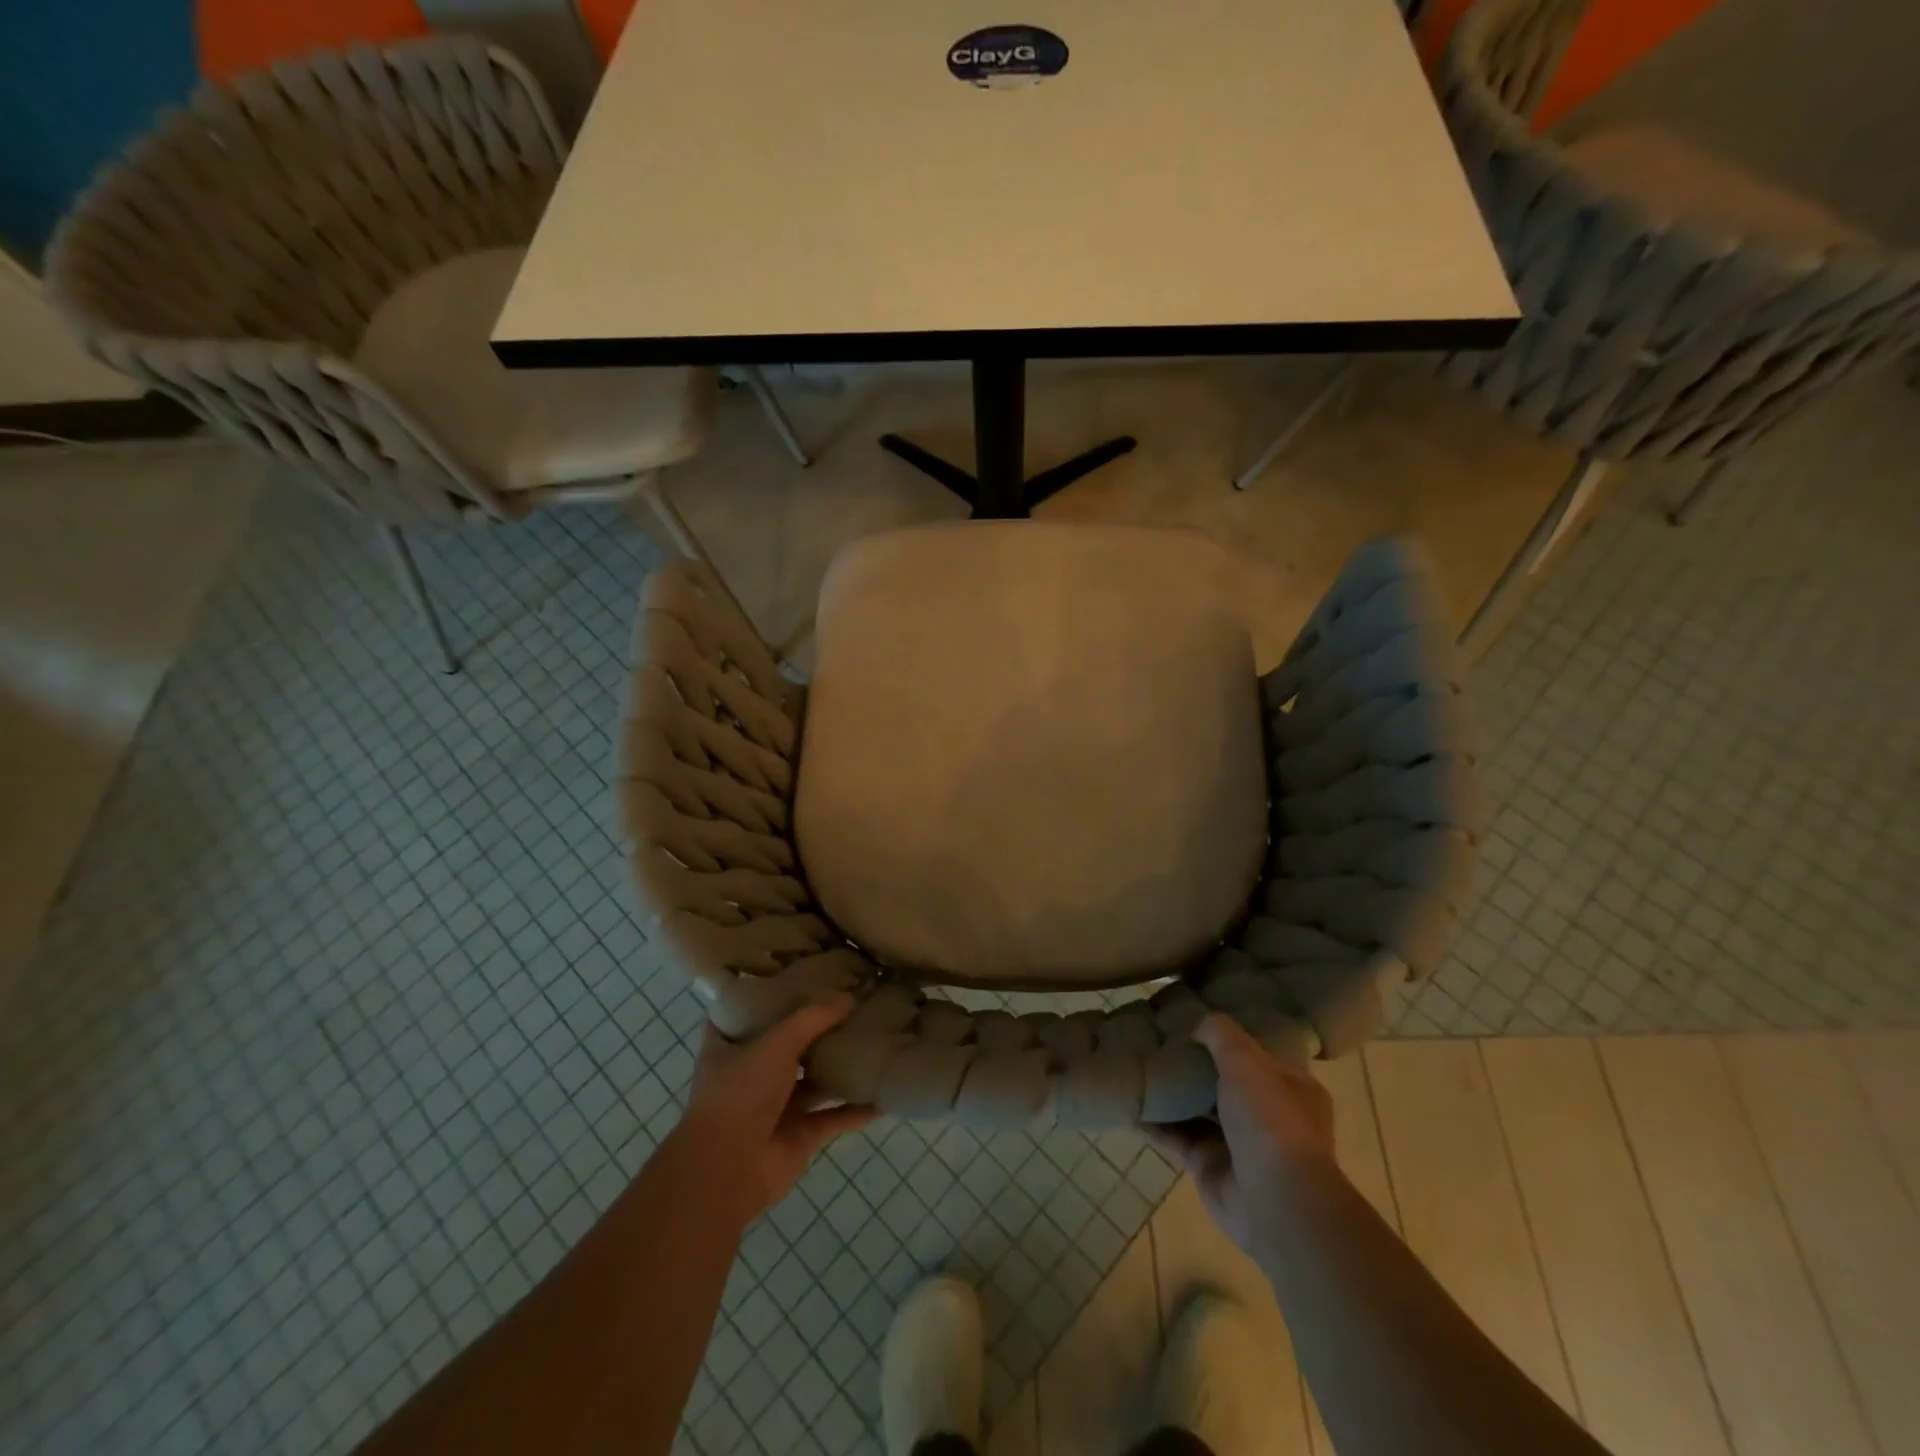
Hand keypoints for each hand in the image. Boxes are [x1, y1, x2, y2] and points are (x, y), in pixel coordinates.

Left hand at [674, 995, 877, 1224]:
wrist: (727, 1172)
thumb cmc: (740, 1093)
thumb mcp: (776, 1042)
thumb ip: (813, 1018)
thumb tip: (849, 997)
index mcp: (730, 1045)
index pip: (745, 1010)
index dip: (767, 991)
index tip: (797, 973)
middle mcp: (751, 1072)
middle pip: (788, 1042)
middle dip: (816, 1027)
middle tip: (853, 1000)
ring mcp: (776, 1105)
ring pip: (814, 1079)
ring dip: (839, 1065)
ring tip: (876, 1039)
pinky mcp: (799, 1134)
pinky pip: (834, 1116)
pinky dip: (857, 1108)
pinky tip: (884, 1095)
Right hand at [1143, 1014, 1336, 1257]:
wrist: (1275, 1202)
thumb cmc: (1270, 1120)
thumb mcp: (1246, 1059)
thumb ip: (1219, 1033)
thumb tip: (1197, 1024)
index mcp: (1290, 1085)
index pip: (1257, 1052)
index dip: (1228, 1035)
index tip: (1196, 1015)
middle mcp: (1265, 1113)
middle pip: (1222, 1079)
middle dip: (1192, 1062)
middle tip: (1157, 1037)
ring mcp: (1235, 1141)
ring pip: (1195, 1108)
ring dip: (1169, 1091)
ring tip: (1135, 1064)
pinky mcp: (1208, 1165)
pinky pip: (1175, 1137)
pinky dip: (1153, 1123)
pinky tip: (1127, 1105)